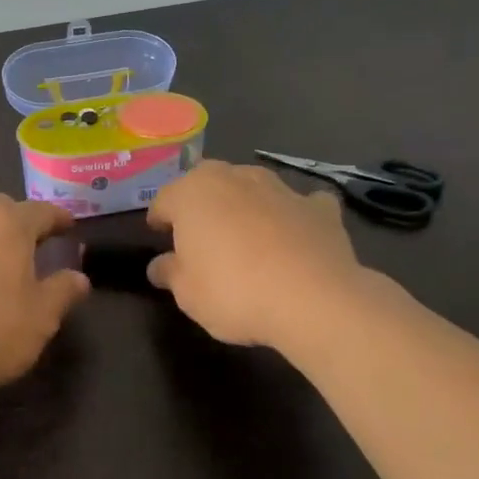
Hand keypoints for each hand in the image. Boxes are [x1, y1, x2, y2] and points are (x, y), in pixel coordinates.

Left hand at [0, 195, 91, 398]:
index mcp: (8, 225)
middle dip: (19, 220)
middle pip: (0, 209)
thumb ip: (63, 291)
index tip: (69, 226)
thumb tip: (79, 278)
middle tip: (33, 242)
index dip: (58, 218)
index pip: (40, 211)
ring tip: (0, 264)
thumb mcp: (41, 316)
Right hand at [147, 160, 384, 350]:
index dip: (159, 218)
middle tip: (201, 232)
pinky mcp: (319, 207)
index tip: (159, 235)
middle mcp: (234, 178)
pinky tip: (296, 236)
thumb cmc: (233, 291)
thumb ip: (170, 273)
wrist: (314, 299)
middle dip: (202, 202)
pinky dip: (294, 215)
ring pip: (252, 186)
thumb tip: (159, 266)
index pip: (164, 199)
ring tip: (247, 234)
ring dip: (246, 203)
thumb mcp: (187, 293)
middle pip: (208, 182)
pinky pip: (299, 204)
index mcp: (192, 193)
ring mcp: (279, 188)